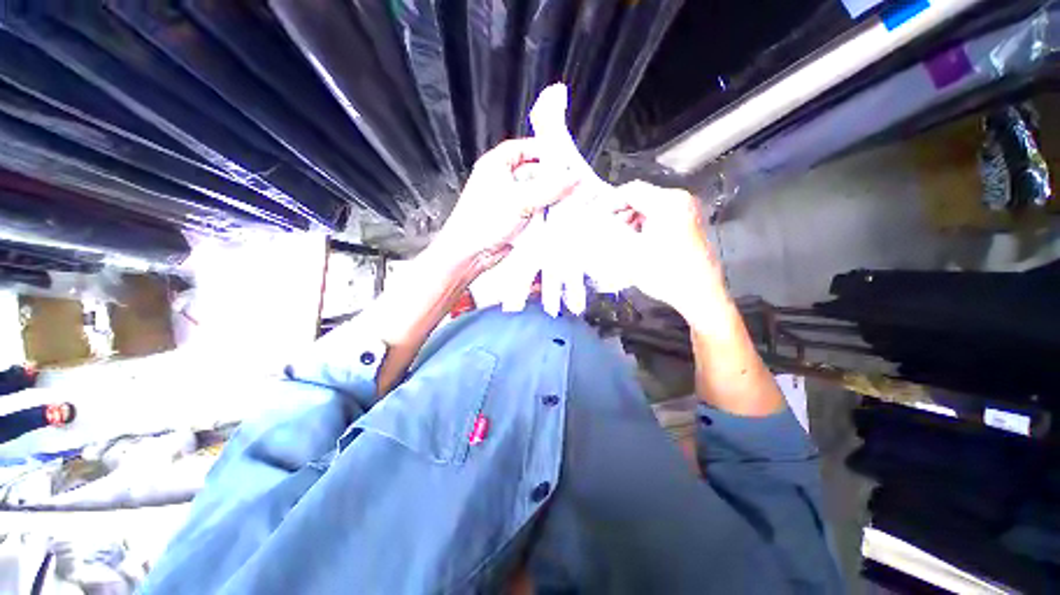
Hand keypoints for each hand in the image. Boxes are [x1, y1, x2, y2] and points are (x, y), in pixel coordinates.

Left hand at [429, 138, 577, 274]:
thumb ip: (550, 188)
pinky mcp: (514, 218)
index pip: (524, 148)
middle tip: (572, 182)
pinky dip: (545, 210)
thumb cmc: (483, 222)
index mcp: (495, 165)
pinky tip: (558, 213)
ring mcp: (508, 200)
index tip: (565, 158)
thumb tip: (574, 178)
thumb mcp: (521, 200)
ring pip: (535, 192)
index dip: (545, 151)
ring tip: (569, 198)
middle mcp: (502, 180)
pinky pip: (534, 209)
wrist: (471, 253)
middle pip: (533, 171)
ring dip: (550, 196)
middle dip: (552, 177)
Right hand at [606, 181, 725, 318]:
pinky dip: (646, 224)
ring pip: (651, 206)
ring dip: (632, 219)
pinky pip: (661, 215)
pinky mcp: (690, 222)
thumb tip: (595, 219)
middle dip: (621, 212)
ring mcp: (688, 211)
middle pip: (642, 197)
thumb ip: (611, 230)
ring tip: (621, 238)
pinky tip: (639, 241)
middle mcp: (680, 200)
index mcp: (667, 203)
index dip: (609, 201)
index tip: (595, 215)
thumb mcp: (631, 252)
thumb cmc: (664, 273)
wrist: (699, 294)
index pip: (631, 190)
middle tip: (607, 229)